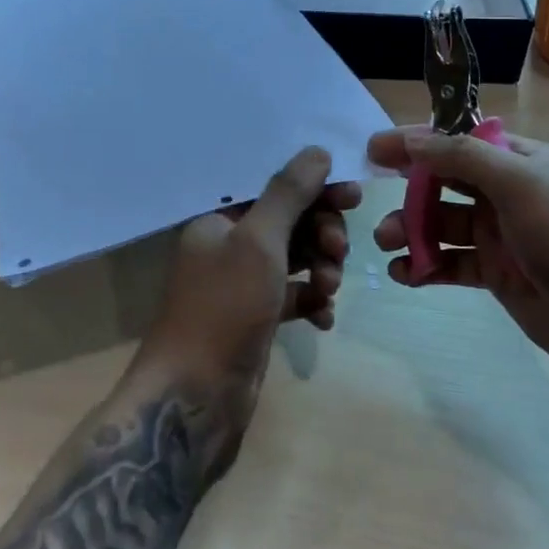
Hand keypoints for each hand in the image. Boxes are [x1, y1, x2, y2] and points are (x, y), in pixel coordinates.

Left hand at [141, 147, 359, 397]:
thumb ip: (289, 193)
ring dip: (320, 268)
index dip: (315, 189)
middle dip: (321, 233)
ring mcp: (242, 284)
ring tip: (329, 289)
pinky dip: (312, 301)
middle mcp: (228, 246)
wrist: (194, 397)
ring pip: (295, 259)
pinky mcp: (255, 319)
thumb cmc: (224, 307)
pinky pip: (293, 296)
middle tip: (338, 250)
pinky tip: (325, 318)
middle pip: (289, 222)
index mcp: (219, 219)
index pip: (274, 188)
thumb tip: (317, 150)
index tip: (353, 196)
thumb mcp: (259, 242)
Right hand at [368, 128, 548, 381]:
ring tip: (387, 243)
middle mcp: (510, 192)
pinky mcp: (497, 274)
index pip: (461, 141)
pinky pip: (452, 263)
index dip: (418, 141)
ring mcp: (503, 235)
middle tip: (369, 196)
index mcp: (523, 160)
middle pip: (447, 182)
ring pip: (444, 224)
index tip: (376, 148)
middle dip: (409, 189)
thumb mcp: (519, 182)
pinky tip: (405, 274)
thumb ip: (463, 158)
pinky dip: (427, 266)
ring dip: (412, 229)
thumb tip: (414, 140)